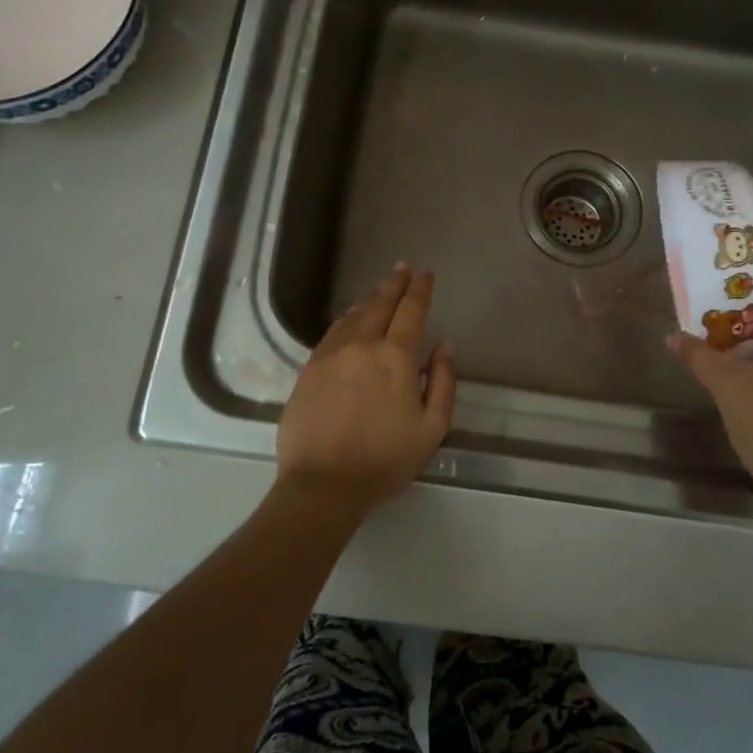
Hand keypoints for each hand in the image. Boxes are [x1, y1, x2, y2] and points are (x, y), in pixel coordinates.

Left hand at [276, 265, 456, 519]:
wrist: (323, 484)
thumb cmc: (385, 460)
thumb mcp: (432, 428)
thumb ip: (443, 382)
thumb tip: (444, 346)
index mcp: (397, 357)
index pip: (411, 311)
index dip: (419, 290)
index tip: (425, 275)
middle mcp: (363, 345)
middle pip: (380, 304)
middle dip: (394, 284)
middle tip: (402, 269)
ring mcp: (331, 354)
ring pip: (353, 315)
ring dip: (370, 299)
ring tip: (379, 290)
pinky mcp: (309, 368)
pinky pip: (332, 332)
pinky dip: (346, 318)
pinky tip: (350, 319)